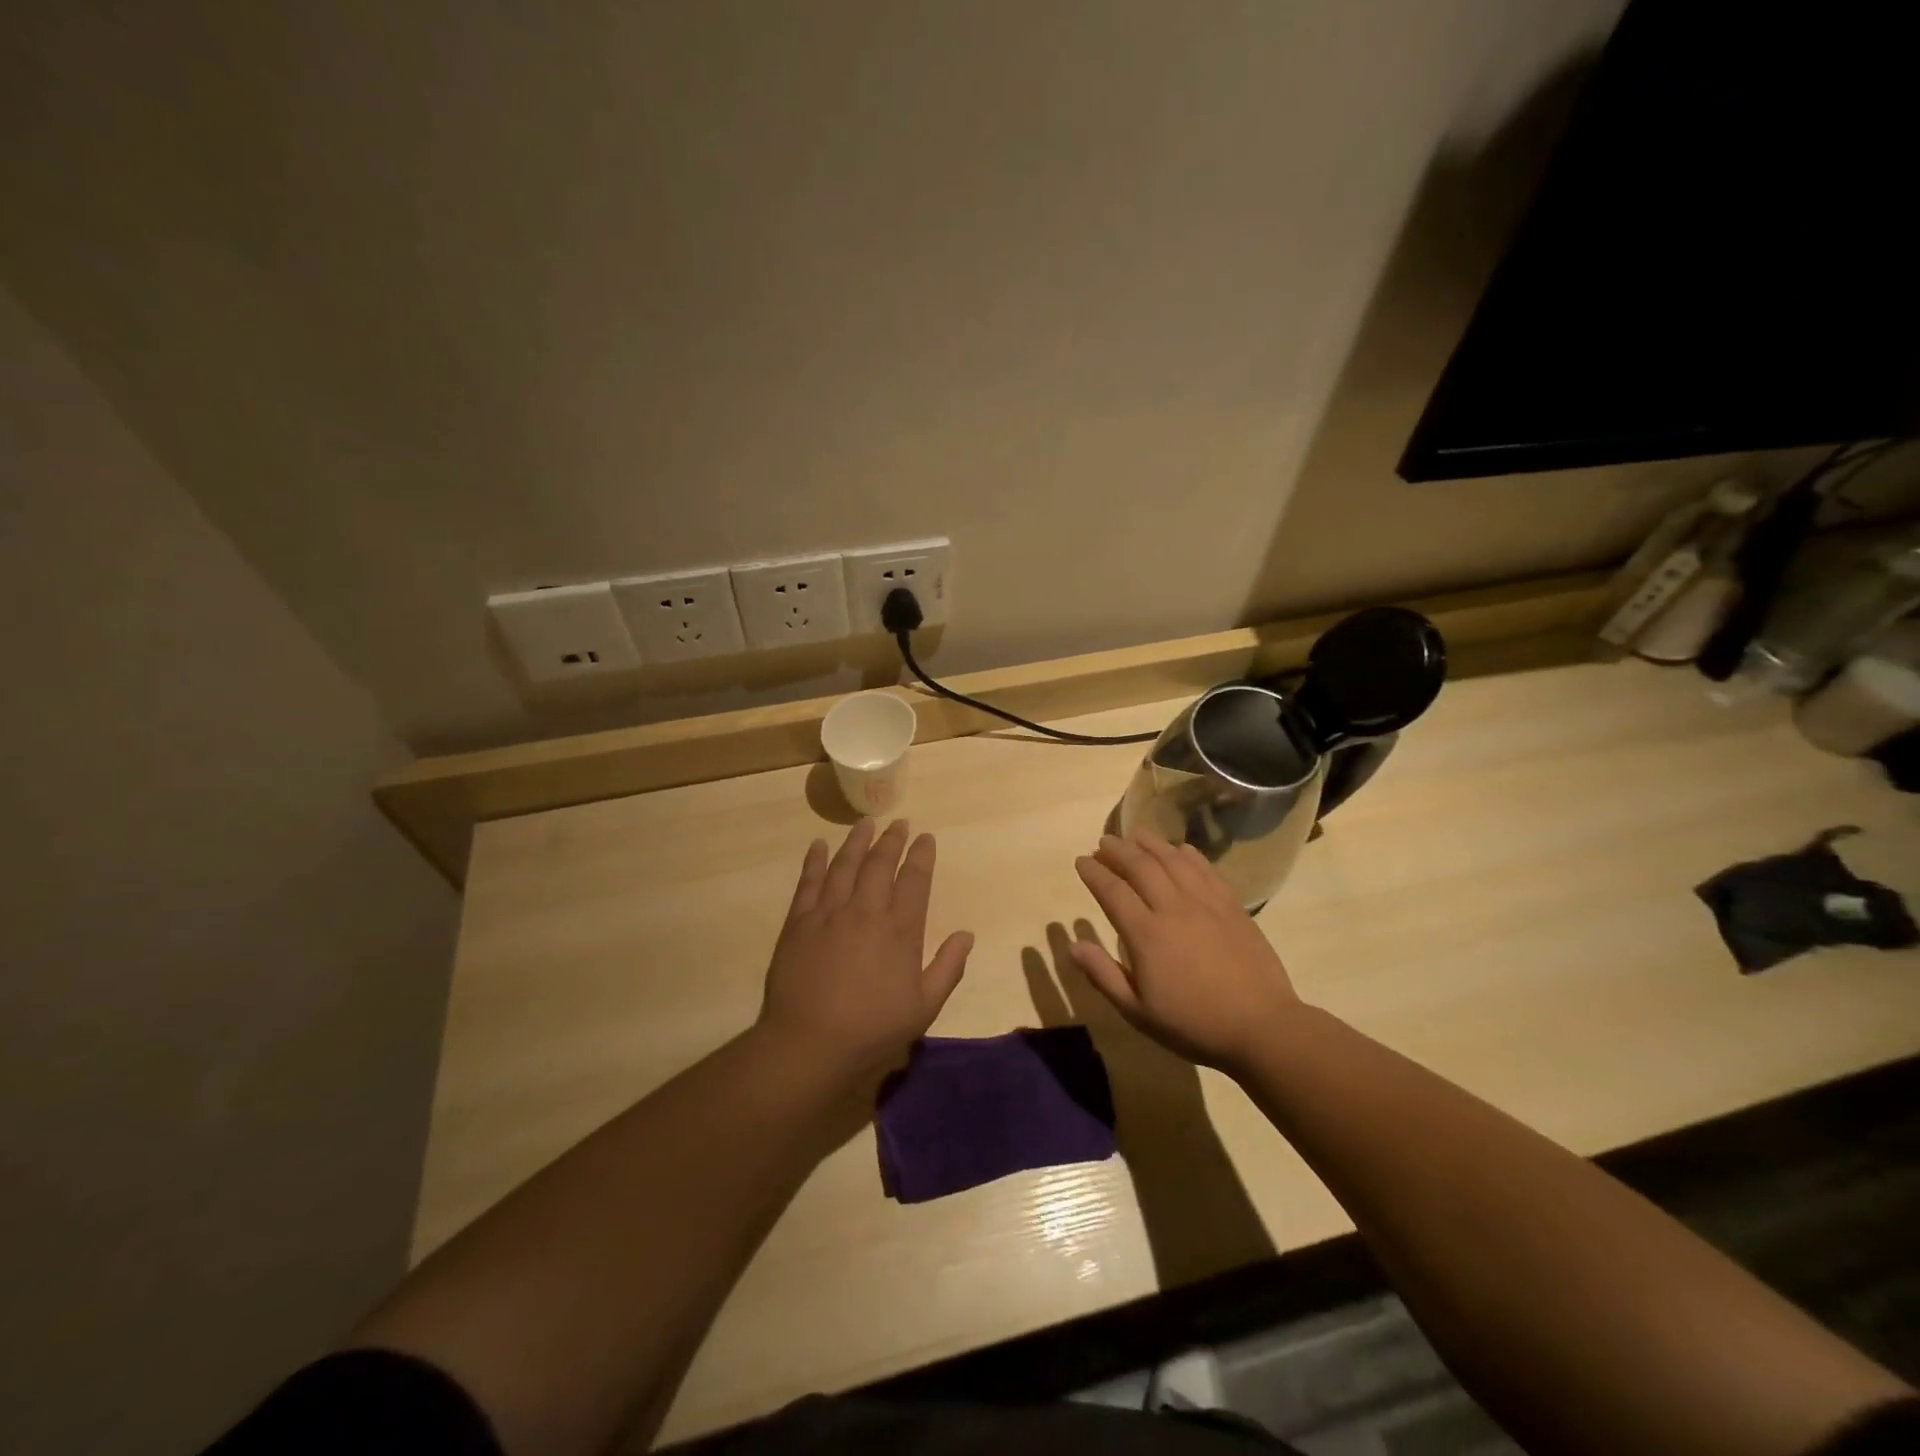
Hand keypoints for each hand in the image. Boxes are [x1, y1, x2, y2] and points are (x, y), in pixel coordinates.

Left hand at [758, 819, 973, 1079]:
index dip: (921, 855)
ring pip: (845, 864)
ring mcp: (829, 912)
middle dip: (892, 840)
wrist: (809, 1043)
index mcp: (900, 930)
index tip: (925, 838)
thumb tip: (966, 934)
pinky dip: (815, 860)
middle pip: (880, 863)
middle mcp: (866, 911)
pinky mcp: (799, 921)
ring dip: (857, 841)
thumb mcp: (923, 1007)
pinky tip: (818, 845)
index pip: (915, 880)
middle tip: (899, 823)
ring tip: (865, 823)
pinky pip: (808, 881)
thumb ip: (948, 968)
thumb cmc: (872, 1029)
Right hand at [1072, 829, 1301, 1073]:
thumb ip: (1103, 974)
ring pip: (1173, 860)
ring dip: (1151, 843)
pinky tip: (1180, 849)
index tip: (1082, 861)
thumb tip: (1072, 944)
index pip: (1112, 891)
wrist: (1261, 1027)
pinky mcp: (1231, 905)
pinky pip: (1206, 869)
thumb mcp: (1137, 1011)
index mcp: (1146, 934)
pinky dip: (1188, 854)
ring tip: (1136, 833)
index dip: (1094, 872)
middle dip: (1118, 850)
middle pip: (1140, 866)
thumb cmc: (1193, 1024)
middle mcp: (1173, 908)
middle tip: (1104, 841)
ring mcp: (1205, 903)